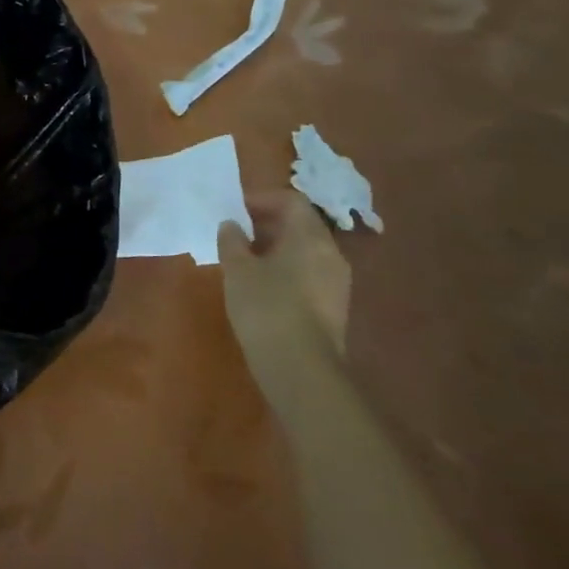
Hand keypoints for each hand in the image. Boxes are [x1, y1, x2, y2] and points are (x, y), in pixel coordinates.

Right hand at [218, 191, 351, 377]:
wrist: (300, 368)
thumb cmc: (266, 307)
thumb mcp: (237, 270)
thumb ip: (232, 241)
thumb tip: (231, 225)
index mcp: (310, 237)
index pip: (292, 200)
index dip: (262, 199)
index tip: (235, 210)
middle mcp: (331, 253)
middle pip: (301, 225)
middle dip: (267, 224)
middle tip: (236, 235)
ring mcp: (337, 282)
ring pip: (305, 251)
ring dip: (275, 249)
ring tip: (244, 262)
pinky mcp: (334, 307)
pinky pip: (309, 274)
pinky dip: (286, 270)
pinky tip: (262, 288)